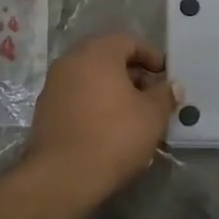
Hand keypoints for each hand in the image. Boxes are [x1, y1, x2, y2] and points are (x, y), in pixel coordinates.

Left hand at [24, 32, 176, 198]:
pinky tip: (109, 127)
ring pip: (90, 78)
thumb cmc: (113, 136)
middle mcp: (71, 61)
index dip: (151, 56)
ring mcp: (53, 85)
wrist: (61, 177)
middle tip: (152, 95)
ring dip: (113, 89)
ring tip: (133, 114)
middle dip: (132, 74)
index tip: (165, 76)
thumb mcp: (151, 116)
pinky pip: (76, 96)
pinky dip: (94, 103)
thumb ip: (165, 95)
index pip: (128, 41)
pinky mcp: (44, 111)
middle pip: (107, 57)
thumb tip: (174, 86)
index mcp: (97, 53)